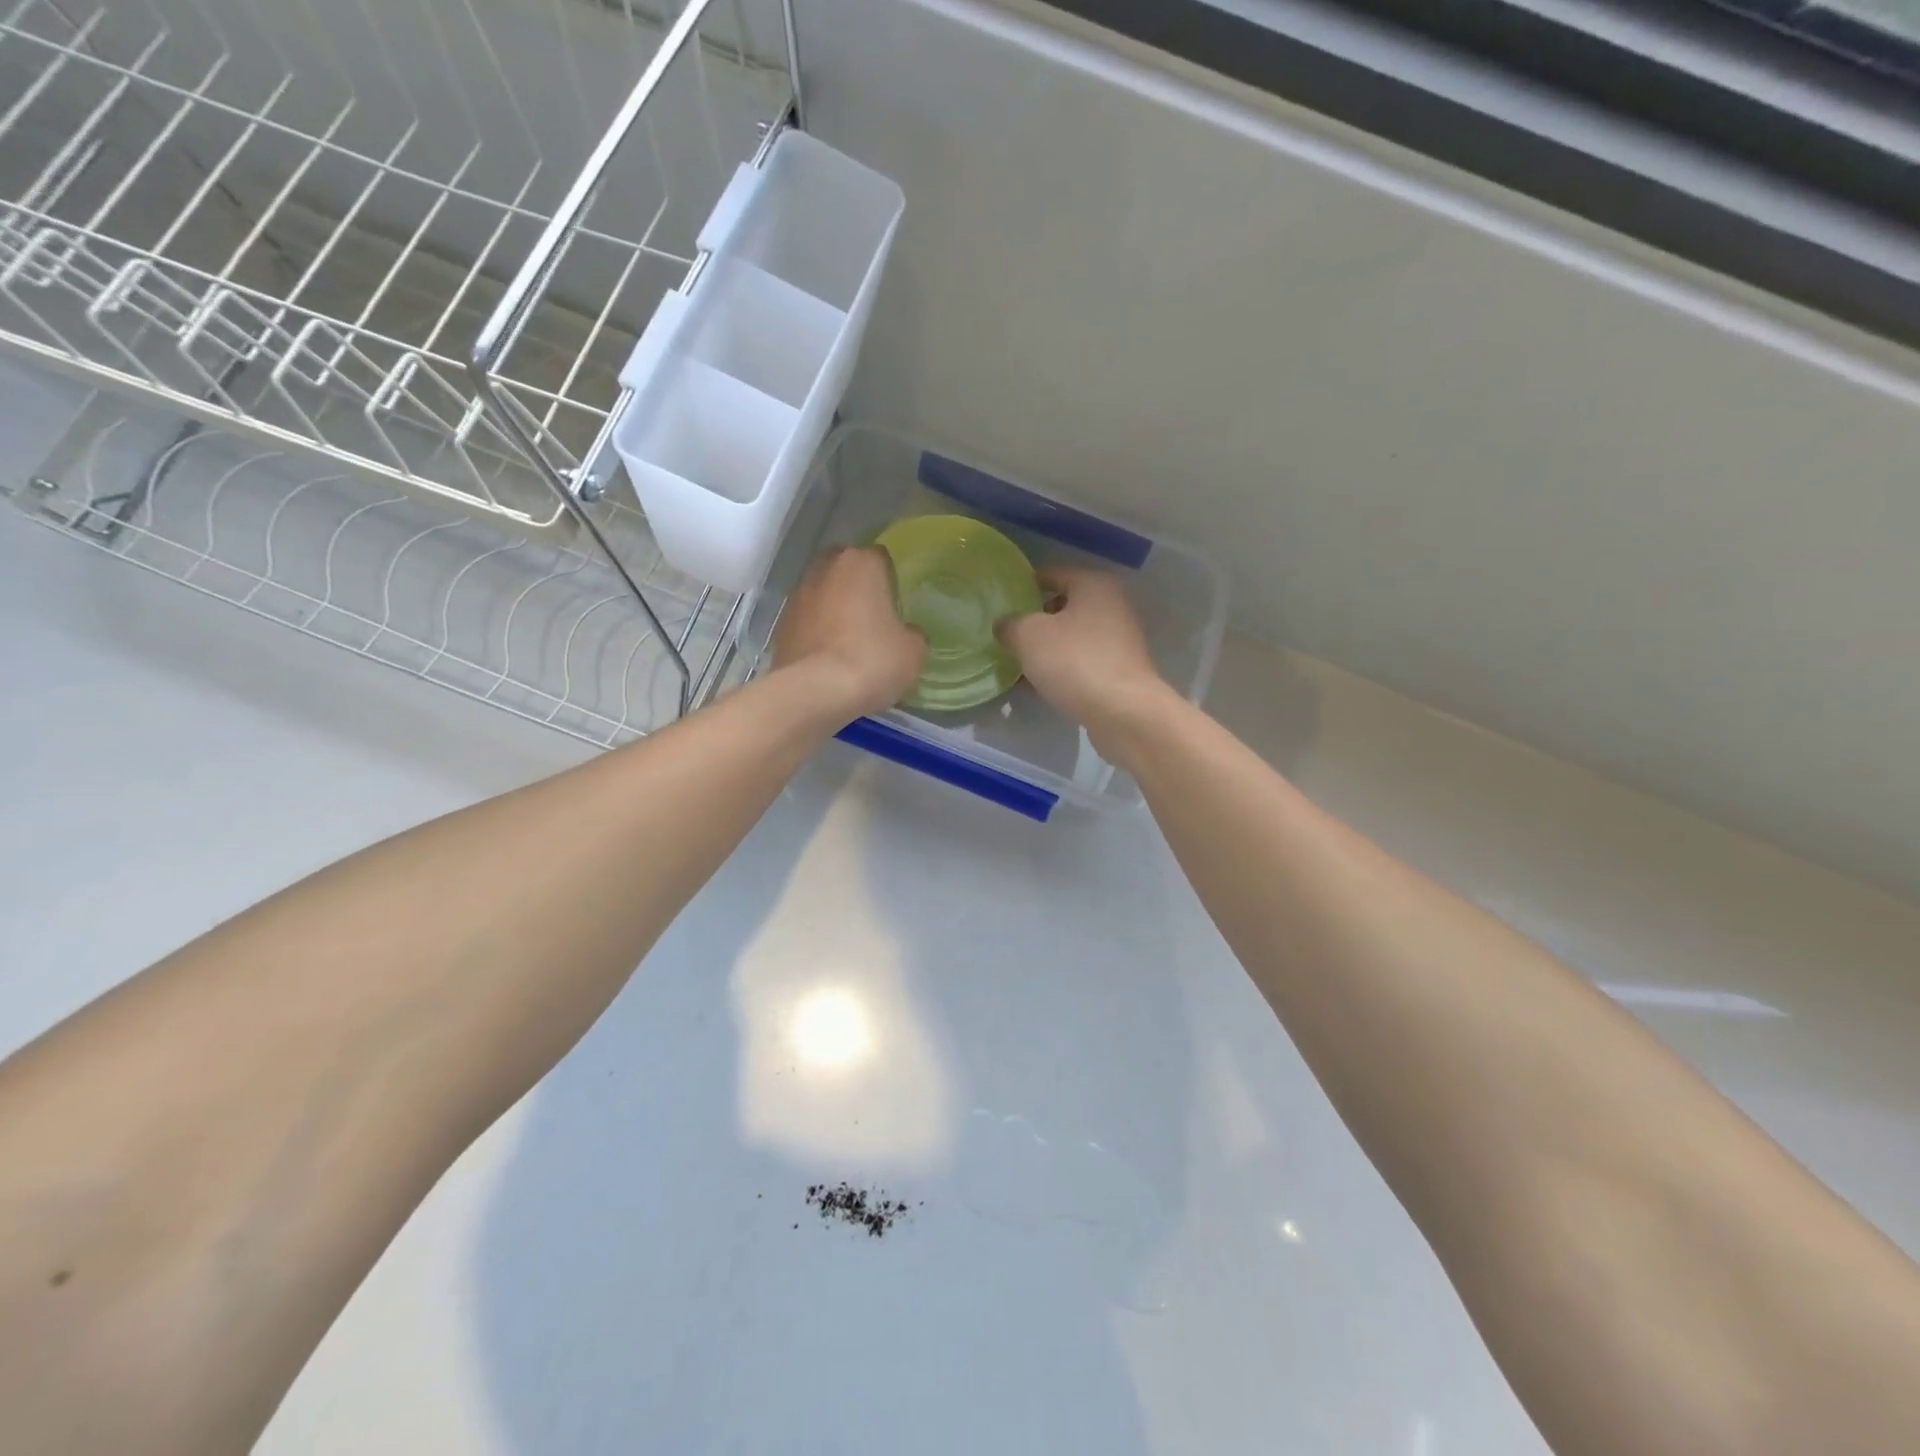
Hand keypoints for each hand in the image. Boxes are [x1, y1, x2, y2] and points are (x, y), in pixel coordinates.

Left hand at [774, 546, 925, 718]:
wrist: (815, 692)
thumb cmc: (872, 660)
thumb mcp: (913, 651)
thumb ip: (912, 633)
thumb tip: (905, 633)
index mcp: (862, 563)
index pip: (881, 558)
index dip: (890, 580)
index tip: (896, 605)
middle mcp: (825, 568)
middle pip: (846, 569)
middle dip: (857, 588)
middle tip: (873, 618)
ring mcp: (798, 595)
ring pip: (823, 594)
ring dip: (834, 609)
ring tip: (849, 641)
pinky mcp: (781, 624)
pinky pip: (807, 621)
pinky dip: (816, 632)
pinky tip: (828, 658)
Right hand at [998, 567, 1171, 741]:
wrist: (1123, 713)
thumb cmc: (1075, 661)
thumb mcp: (1028, 636)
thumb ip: (1010, 624)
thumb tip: (1005, 625)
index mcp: (1093, 585)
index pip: (1050, 574)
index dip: (1022, 586)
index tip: (999, 604)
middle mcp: (1112, 606)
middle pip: (1061, 607)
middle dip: (1032, 622)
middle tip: (1005, 636)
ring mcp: (1119, 640)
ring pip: (1070, 638)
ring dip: (1044, 650)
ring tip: (1015, 665)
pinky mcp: (1119, 671)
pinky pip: (1080, 663)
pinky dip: (1060, 670)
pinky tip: (1036, 687)